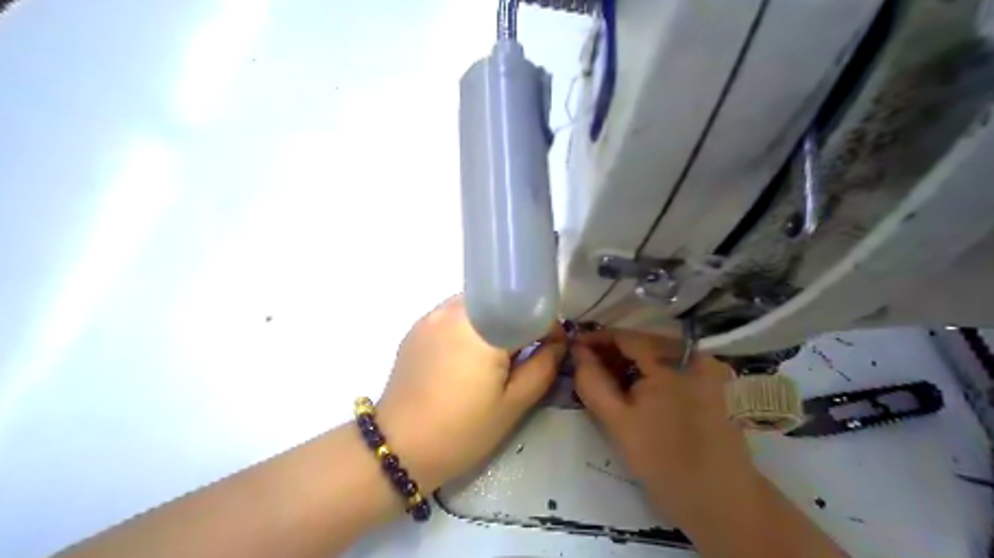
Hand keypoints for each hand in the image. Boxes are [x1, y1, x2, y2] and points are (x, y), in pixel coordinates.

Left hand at [376, 297, 561, 491]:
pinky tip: (467, 357)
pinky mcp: (417, 327)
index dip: (548, 327)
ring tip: (495, 356)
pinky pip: (454, 315)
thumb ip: (543, 366)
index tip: (554, 346)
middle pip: (501, 303)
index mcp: (483, 328)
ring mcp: (432, 316)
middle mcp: (455, 310)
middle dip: (519, 323)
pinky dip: (470, 327)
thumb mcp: (513, 405)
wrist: (399, 447)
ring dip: (494, 323)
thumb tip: (559, 343)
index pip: (528, 310)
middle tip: (525, 354)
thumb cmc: (462, 430)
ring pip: (477, 307)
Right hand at [571, 332, 758, 526]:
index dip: (596, 339)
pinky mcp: (714, 382)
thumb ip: (592, 382)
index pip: (626, 336)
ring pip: (658, 354)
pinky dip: (651, 372)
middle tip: (586, 367)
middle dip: (612, 352)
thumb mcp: (617, 422)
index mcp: (673, 361)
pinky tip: (635, 388)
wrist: (719, 502)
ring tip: (606, 378)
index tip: (574, 348)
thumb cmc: (664, 462)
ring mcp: (708, 368)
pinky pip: (674, 366)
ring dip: (630, 363)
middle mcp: (695, 354)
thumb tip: (578, 351)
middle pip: (644, 342)